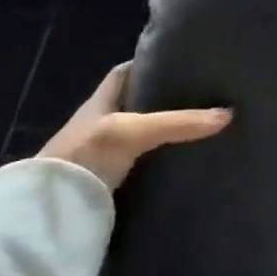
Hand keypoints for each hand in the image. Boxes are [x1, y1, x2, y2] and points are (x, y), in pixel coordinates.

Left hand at [38, 63, 231, 191]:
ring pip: (140, 137)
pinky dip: (160, 162)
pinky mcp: (110, 186)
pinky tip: (183, 163)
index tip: (180, 62)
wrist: (47, 213)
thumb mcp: (134, 131)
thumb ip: (179, 122)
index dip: (149, 64)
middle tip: (202, 96)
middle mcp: (101, 125)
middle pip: (136, 105)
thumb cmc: (85, 155)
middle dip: (164, 100)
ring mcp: (104, 157)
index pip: (125, 73)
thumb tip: (229, 114)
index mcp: (100, 102)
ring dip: (164, 134)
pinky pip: (142, 166)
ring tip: (202, 128)